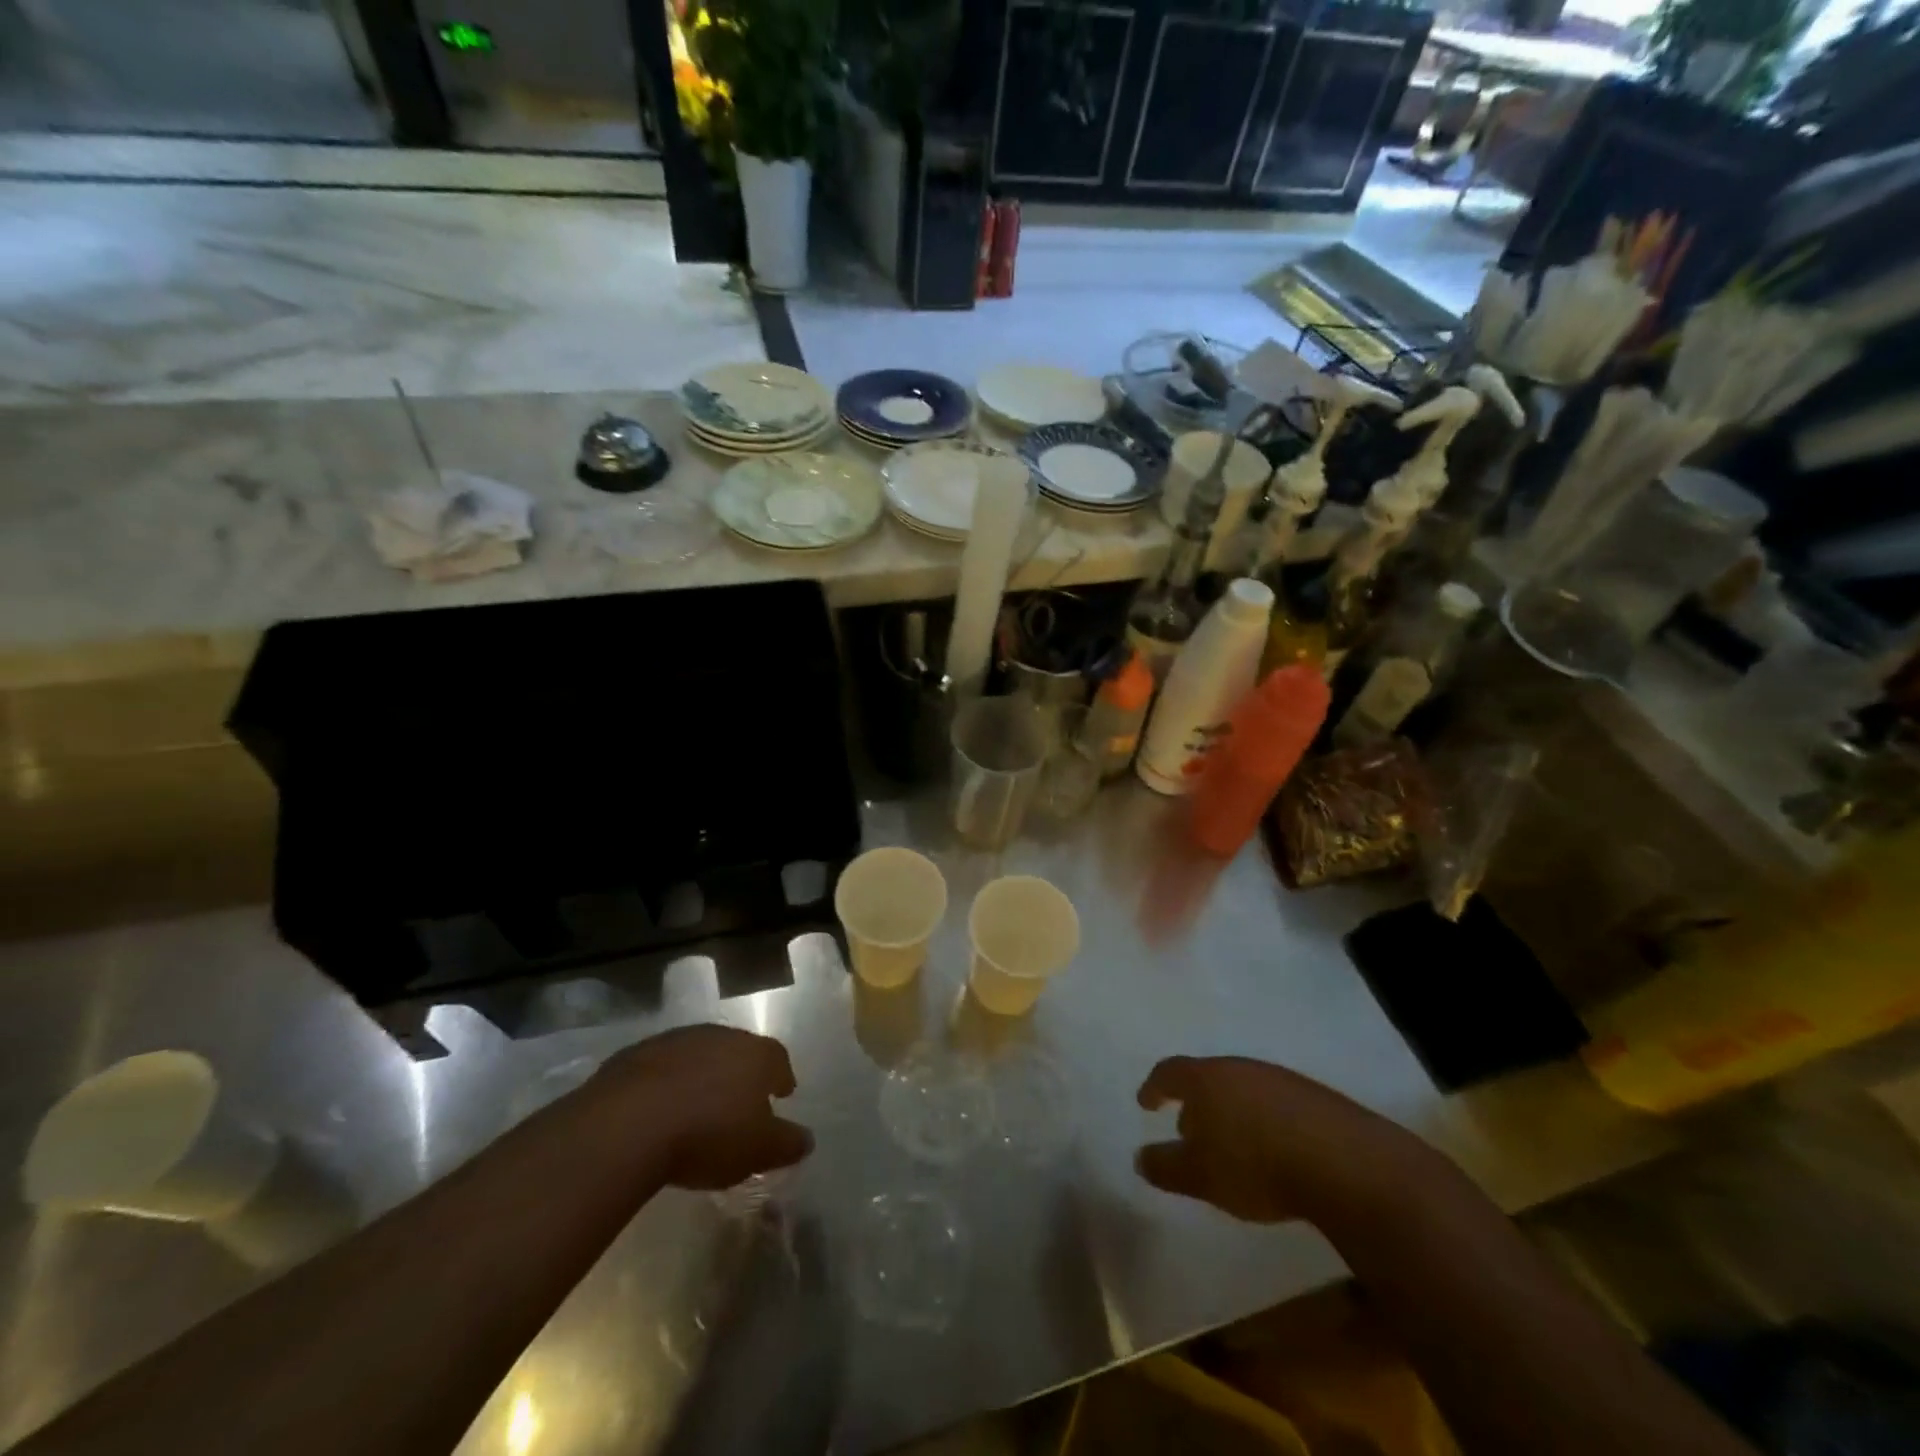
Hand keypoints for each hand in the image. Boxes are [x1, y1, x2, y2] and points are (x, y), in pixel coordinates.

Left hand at [594, 1025, 813, 1190]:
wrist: (628, 1123)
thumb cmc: (708, 1134)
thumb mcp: (758, 1150)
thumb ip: (787, 1143)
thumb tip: (807, 1140)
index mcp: (755, 1054)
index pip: (777, 1059)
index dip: (780, 1077)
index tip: (781, 1093)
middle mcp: (720, 1036)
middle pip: (738, 1051)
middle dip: (740, 1073)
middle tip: (739, 1100)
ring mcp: (676, 1040)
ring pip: (698, 1055)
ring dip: (701, 1075)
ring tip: (696, 1106)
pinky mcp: (635, 1054)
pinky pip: (660, 1068)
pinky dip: (665, 1083)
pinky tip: (658, 1110)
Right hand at [1135, 1056, 1438, 1227]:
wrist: (1345, 1164)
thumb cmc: (1256, 1165)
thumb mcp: (1200, 1176)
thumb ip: (1165, 1166)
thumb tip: (1140, 1157)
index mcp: (1206, 1078)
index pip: (1170, 1072)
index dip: (1154, 1086)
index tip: (1146, 1102)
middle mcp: (1240, 1068)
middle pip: (1208, 1078)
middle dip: (1196, 1102)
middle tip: (1189, 1130)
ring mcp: (1280, 1079)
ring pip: (1243, 1089)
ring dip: (1231, 1112)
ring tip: (1231, 1144)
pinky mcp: (1315, 1098)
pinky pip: (1275, 1103)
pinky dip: (1263, 1121)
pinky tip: (1272, 1150)